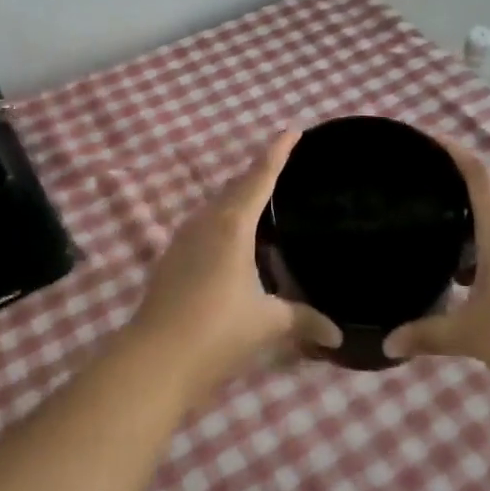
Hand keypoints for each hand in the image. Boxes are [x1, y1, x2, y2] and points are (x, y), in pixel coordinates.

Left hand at [127, 132, 341, 402]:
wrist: (153, 360)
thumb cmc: (216, 333)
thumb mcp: (266, 324)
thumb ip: (302, 320)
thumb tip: (337, 335)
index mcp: (232, 224)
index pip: (259, 176)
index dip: (277, 152)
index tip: (292, 130)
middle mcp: (206, 222)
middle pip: (236, 187)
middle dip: (258, 174)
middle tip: (283, 169)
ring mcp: (183, 239)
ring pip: (217, 206)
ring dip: (238, 199)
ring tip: (262, 204)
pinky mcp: (171, 258)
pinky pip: (204, 226)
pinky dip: (224, 222)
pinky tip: (233, 244)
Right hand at [383, 139, 489, 404]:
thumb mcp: (472, 335)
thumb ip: (427, 334)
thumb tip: (388, 343)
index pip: (476, 172)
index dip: (451, 149)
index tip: (424, 139)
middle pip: (482, 196)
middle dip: (449, 189)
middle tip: (412, 191)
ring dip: (465, 225)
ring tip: (429, 233)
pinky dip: (481, 251)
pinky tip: (461, 278)